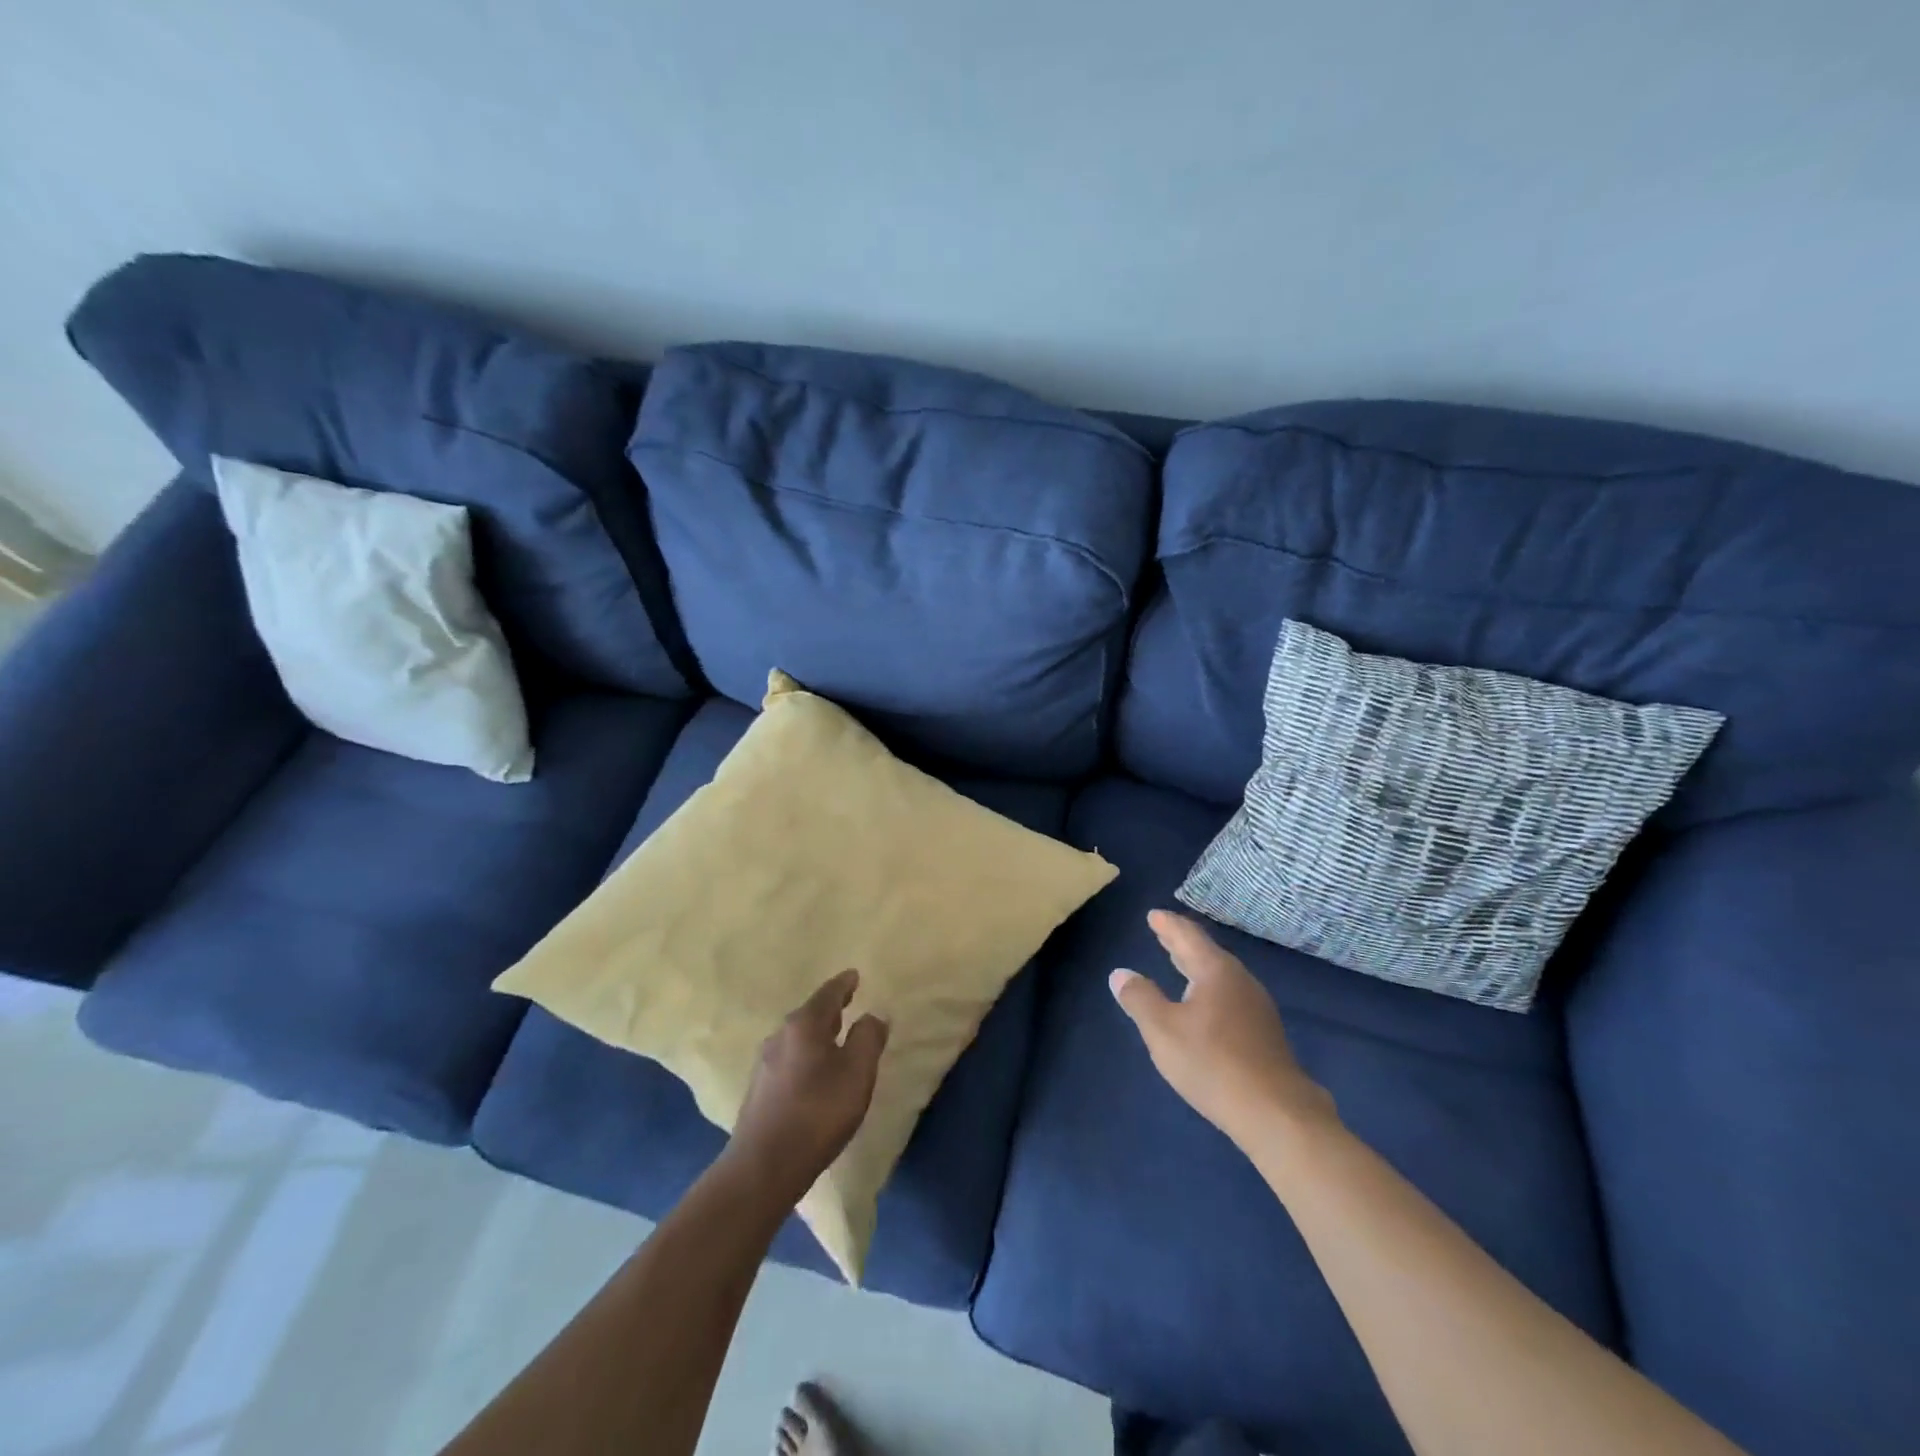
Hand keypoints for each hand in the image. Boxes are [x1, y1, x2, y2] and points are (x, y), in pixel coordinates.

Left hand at [725, 970, 889, 1205]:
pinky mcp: (759, 1091)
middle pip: (810, 1014)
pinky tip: (814, 1073)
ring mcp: (765, 1064)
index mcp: (804, 1025)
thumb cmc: (818, 1112)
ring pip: (798, 1038)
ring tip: (835, 1039)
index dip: (844, 984)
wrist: (763, 1167)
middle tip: (848, 1002)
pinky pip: (789, 1060)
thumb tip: (873, 1015)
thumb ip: (868, 1039)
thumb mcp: (857, 1073)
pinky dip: (806, 1056)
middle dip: (830, 1009)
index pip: (828, 994)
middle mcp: (780, 1036)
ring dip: (817, 1035)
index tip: (854, 975)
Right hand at [1111, 910, 1335, 1146]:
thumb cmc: (1212, 1063)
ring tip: (1180, 965)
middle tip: (1163, 932)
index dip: (1168, 925)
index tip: (1154, 915)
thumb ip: (1140, 998)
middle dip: (1182, 943)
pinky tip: (1204, 1005)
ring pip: (1220, 976)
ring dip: (1197, 968)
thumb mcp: (1162, 1030)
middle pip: (1206, 953)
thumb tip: (1121, 974)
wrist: (1276, 1113)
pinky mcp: (1264, 1034)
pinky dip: (1209, 989)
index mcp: (1215, 971)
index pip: (1188, 937)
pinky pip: (1230, 997)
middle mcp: (1240, 981)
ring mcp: (1257, 1008)